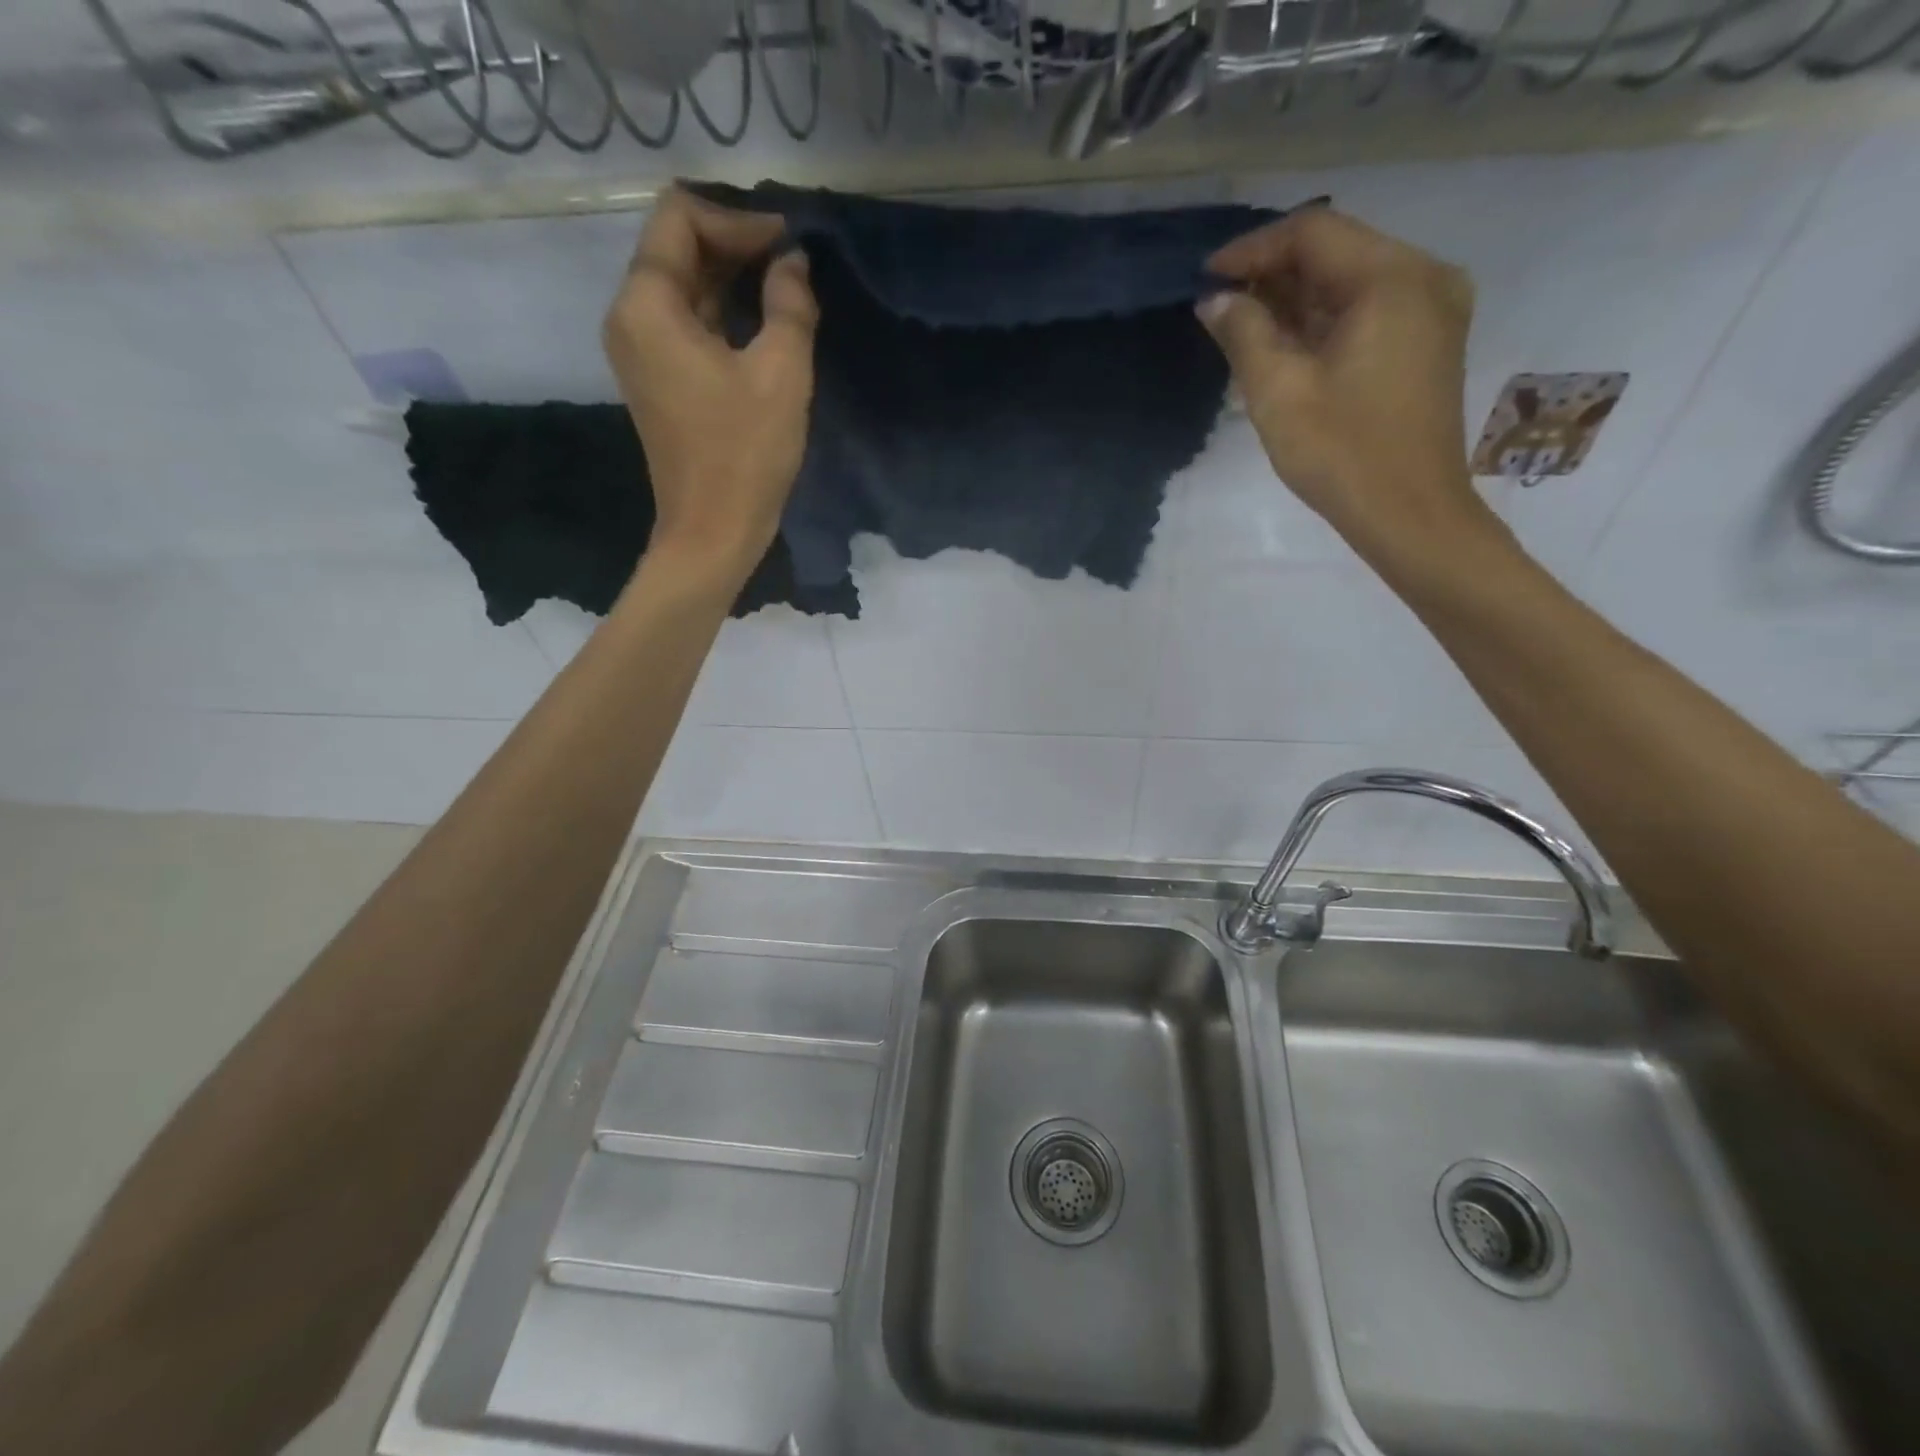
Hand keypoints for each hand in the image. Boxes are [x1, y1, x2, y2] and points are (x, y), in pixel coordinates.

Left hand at [604, 185, 817, 577]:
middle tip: (793, 266)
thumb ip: (789, 304)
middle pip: (676, 248)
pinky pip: (685, 324)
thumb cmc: (746, 454)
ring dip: (731, 281)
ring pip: (682, 287)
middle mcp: (630, 317)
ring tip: (786, 293)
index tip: (787, 244)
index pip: (680, 217)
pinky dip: (721, 314)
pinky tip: (763, 327)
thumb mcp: (781, 373)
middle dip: (735, 246)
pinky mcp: (657, 380)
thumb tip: (793, 262)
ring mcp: (639, 351)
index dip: (737, 219)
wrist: (713, 532)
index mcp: (648, 304)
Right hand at [1199, 208, 1497, 565]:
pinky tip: (1285, 344)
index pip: (1314, 232)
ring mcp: (1433, 310)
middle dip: (1273, 274)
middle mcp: (1424, 277)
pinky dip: (1323, 320)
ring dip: (1296, 299)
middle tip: (1218, 305)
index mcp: (1392, 279)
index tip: (1206, 278)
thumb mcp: (1279, 392)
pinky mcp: (1429, 342)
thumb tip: (1215, 301)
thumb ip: (1244, 334)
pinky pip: (1369, 310)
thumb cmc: (1342, 454)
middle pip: (1337, 251)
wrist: (1410, 514)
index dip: (1253, 250)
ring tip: (1242, 326)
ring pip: (1352, 282)